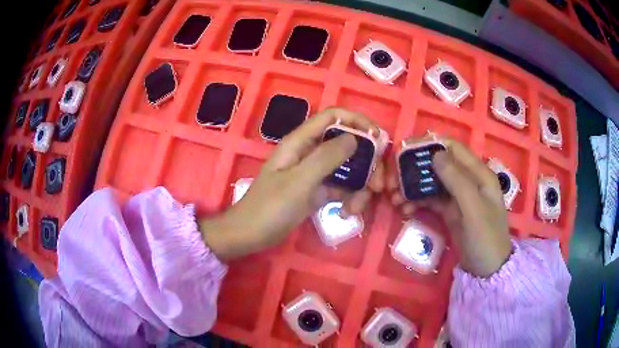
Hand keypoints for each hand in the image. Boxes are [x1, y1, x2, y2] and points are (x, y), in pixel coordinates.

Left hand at [200, 108, 384, 259]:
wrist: (250, 235)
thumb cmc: (269, 207)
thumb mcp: (299, 182)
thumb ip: (326, 157)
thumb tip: (355, 138)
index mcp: (301, 142)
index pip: (333, 117)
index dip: (357, 120)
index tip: (378, 138)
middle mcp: (310, 152)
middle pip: (346, 144)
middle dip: (366, 161)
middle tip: (378, 183)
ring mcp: (314, 173)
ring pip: (347, 168)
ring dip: (360, 184)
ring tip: (358, 206)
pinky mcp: (316, 191)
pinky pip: (340, 187)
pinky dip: (349, 197)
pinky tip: (348, 212)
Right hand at [387, 138, 510, 276]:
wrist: (487, 270)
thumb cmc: (486, 238)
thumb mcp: (474, 209)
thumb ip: (458, 181)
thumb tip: (436, 154)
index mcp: (479, 174)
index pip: (453, 148)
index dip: (431, 145)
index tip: (406, 151)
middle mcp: (468, 180)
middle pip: (439, 165)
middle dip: (416, 169)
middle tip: (394, 180)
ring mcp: (458, 196)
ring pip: (432, 182)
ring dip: (413, 187)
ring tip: (395, 198)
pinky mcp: (450, 211)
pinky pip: (431, 200)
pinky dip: (417, 202)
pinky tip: (405, 209)